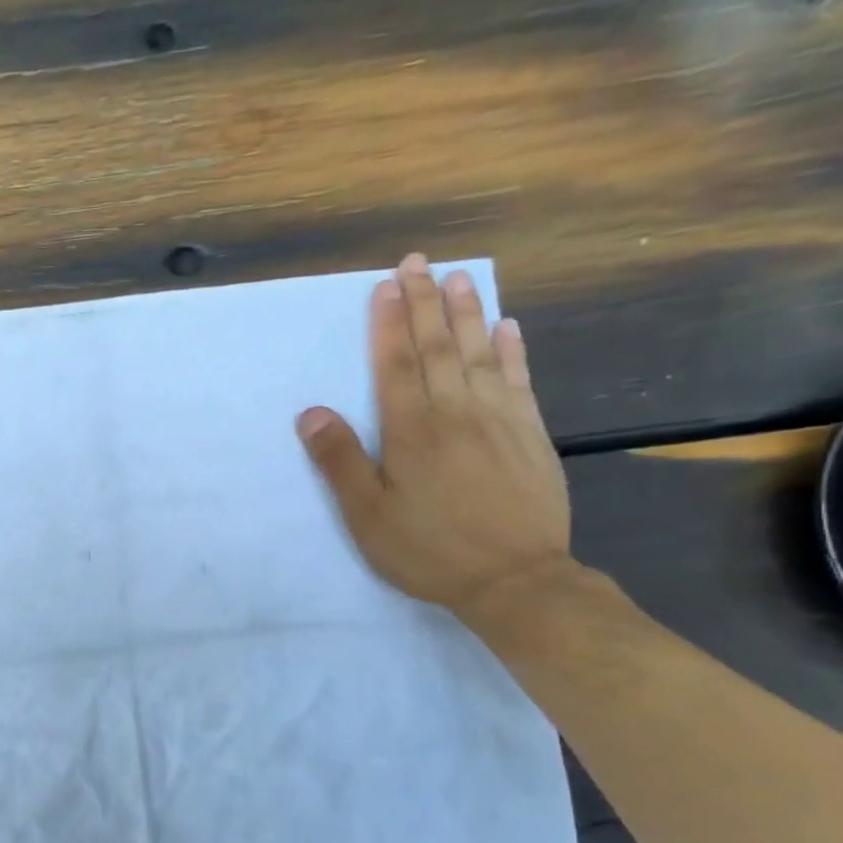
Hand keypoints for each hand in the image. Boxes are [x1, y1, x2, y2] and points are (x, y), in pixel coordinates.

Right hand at [296, 253, 574, 625]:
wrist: (516, 580)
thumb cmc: (428, 550)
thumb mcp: (367, 516)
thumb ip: (339, 462)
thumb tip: (311, 412)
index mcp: (412, 430)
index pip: (397, 364)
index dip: (390, 322)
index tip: (387, 285)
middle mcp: (457, 412)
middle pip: (437, 347)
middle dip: (425, 302)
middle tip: (418, 262)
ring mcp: (500, 420)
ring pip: (479, 354)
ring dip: (467, 313)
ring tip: (459, 277)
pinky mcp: (530, 435)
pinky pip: (519, 380)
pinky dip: (511, 350)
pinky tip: (507, 328)